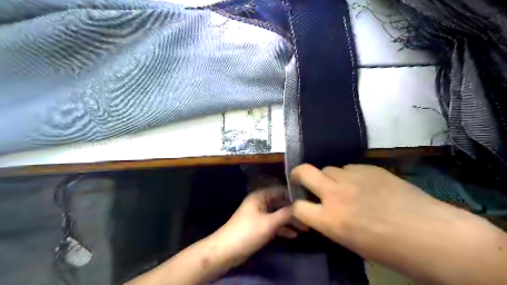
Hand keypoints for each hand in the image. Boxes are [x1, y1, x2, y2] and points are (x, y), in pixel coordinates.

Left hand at [209, 189, 303, 265]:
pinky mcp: (259, 227)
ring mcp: (260, 215)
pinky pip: (274, 225)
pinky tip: (294, 235)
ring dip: (290, 221)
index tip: (308, 201)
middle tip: (309, 217)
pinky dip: (283, 229)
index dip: (293, 196)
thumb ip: (285, 214)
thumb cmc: (248, 232)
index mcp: (260, 196)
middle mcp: (260, 202)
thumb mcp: (269, 222)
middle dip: (294, 211)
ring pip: (278, 215)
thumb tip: (300, 207)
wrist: (227, 250)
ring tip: (306, 228)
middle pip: (280, 204)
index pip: (280, 191)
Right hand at [291, 163, 473, 263]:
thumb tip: (324, 210)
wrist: (432, 235)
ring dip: (331, 177)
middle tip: (302, 179)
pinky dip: (351, 175)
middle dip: (298, 174)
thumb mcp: (351, 242)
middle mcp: (335, 194)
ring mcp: (352, 177)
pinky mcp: (369, 168)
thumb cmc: (392, 251)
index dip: (297, 207)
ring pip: (329, 168)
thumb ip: (331, 222)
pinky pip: (350, 167)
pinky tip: (366, 185)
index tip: (302, 206)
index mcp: (330, 220)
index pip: (298, 207)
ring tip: (345, 186)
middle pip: (305, 171)